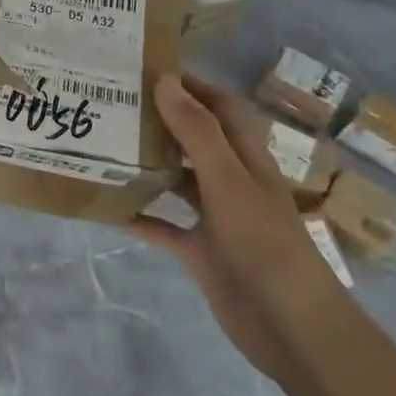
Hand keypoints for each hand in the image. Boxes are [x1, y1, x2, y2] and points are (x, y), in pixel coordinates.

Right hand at [131, 73, 344, 377]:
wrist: (290, 327)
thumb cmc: (264, 244)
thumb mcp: (228, 181)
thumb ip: (196, 132)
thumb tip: (164, 80)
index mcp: (247, 158)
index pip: (221, 107)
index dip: (192, 85)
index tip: (148, 68)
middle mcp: (231, 181)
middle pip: (195, 140)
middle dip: (162, 121)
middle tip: (115, 104)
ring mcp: (216, 218)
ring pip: (177, 181)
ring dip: (148, 165)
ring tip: (105, 147)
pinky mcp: (202, 252)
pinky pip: (165, 227)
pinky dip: (142, 217)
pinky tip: (110, 208)